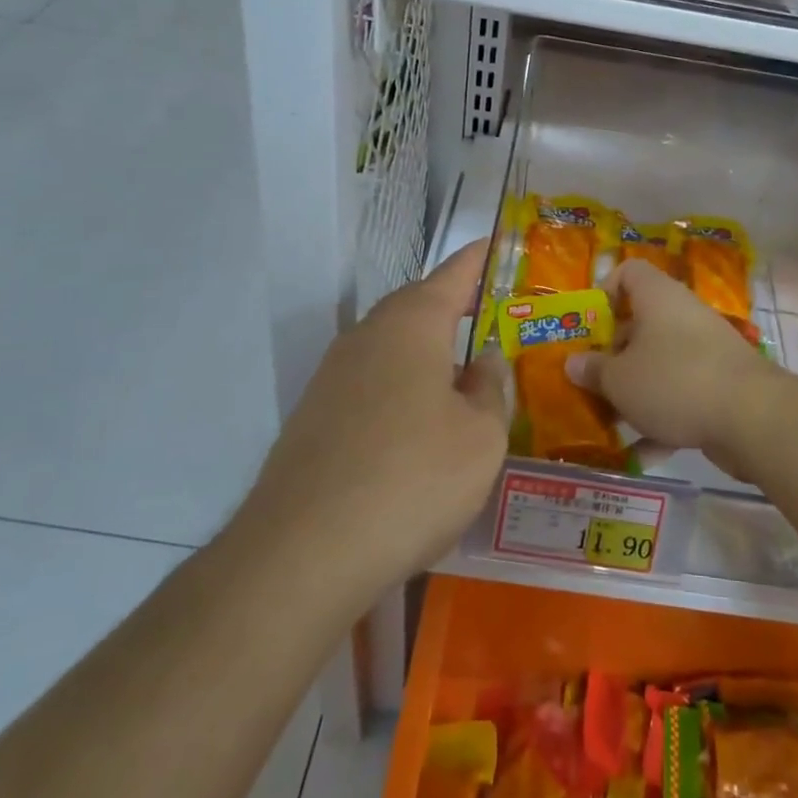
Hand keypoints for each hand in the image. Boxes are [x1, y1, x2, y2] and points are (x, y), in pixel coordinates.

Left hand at [230, 241, 508, 597]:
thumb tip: (482, 361)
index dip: (477, 260)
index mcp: (411, 325)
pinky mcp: (313, 418)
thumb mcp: (481, 437)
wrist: (302, 554)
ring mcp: (332, 377)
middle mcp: (367, 337)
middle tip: (485, 317)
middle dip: (451, 308)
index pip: (453, 275)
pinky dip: (400, 389)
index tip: (494, 243)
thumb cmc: (412, 480)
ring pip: (390, 348)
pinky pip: (370, 384)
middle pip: (416, 307)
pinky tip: (416, 429)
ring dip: (425, 354)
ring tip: (458, 377)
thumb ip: (490, 389)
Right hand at [568, 259, 784, 482]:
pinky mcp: (720, 385)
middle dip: (612, 355)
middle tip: (589, 381)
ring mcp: (705, 351)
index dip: (604, 291)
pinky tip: (642, 453)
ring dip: (634, 391)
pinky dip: (662, 420)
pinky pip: (681, 395)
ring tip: (608, 421)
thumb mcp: (620, 379)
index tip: (588, 326)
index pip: (628, 273)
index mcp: (657, 298)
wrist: (752, 417)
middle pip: (640, 324)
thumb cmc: (674, 381)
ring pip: (659, 364)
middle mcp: (682, 316)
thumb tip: (573, 362)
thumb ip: (593, 370)